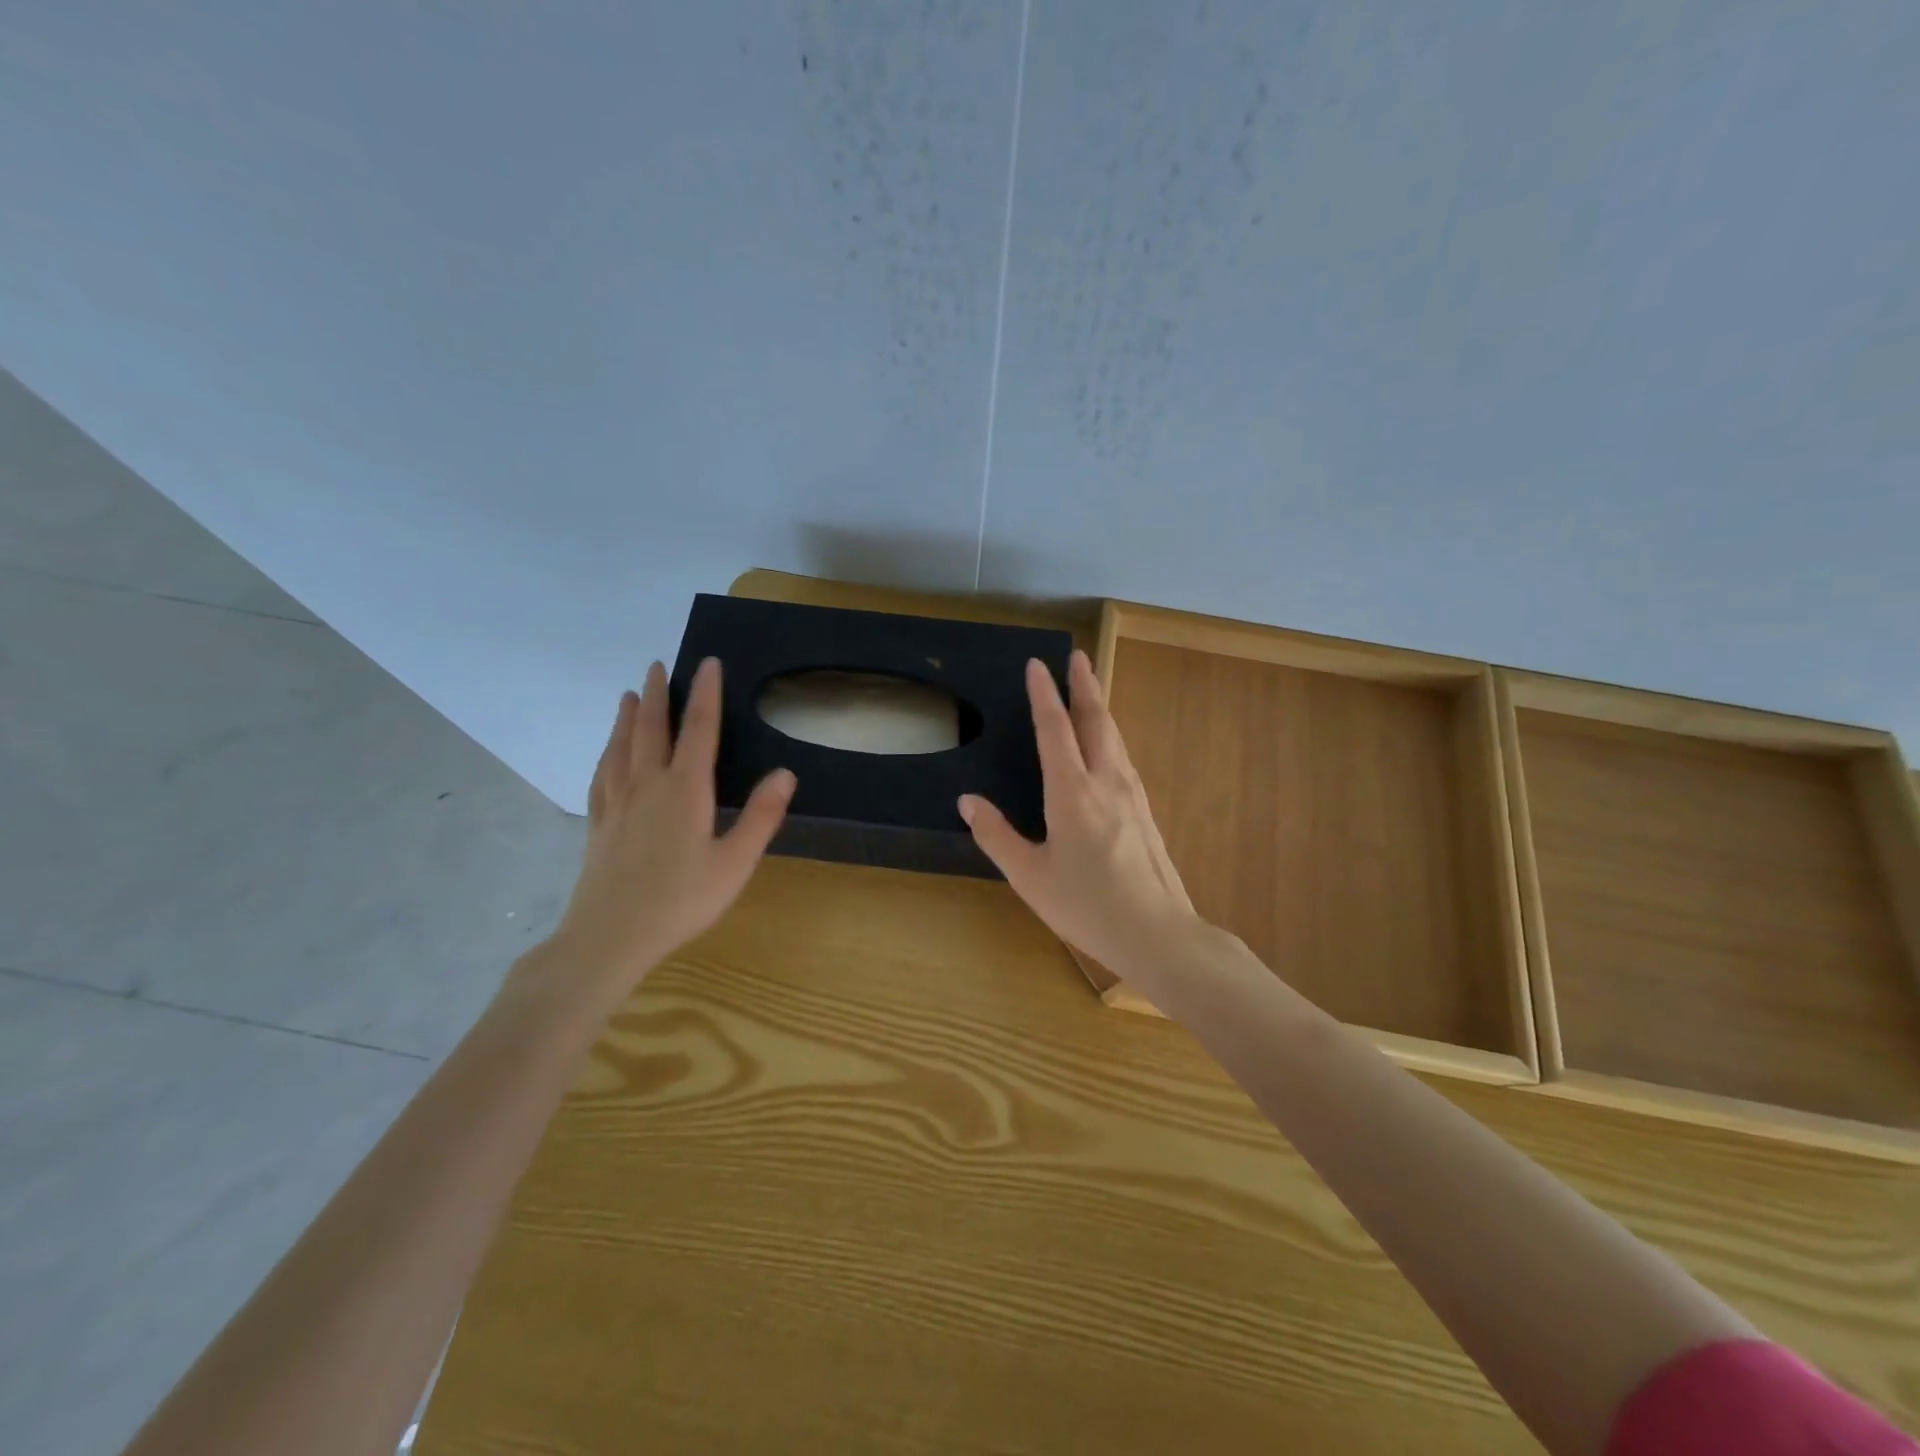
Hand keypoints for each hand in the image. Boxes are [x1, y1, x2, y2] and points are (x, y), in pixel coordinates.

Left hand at [543, 657, 794, 1003]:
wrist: (611, 935)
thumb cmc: (682, 900)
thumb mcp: (735, 863)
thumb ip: (761, 816)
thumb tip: (786, 772)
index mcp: (685, 790)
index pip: (699, 729)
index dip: (706, 694)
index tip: (708, 663)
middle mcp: (648, 784)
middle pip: (652, 728)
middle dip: (658, 694)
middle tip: (657, 665)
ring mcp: (618, 802)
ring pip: (622, 746)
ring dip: (628, 717)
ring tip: (630, 694)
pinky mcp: (599, 822)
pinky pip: (601, 774)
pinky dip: (607, 753)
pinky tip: (608, 752)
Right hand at [959, 650, 1198, 977]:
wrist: (1158, 933)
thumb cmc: (1087, 906)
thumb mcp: (1029, 876)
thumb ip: (996, 835)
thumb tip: (967, 801)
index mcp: (1072, 792)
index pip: (1054, 729)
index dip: (1044, 694)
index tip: (1036, 664)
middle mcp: (1106, 781)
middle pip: (1096, 720)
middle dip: (1084, 685)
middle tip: (1077, 656)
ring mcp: (1131, 795)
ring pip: (1115, 737)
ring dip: (1100, 706)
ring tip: (1091, 690)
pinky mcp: (1145, 811)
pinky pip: (1124, 758)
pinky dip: (1110, 736)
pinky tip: (1109, 746)